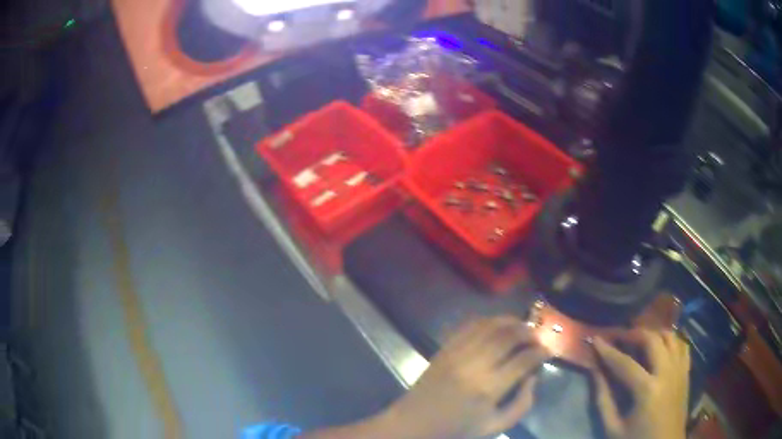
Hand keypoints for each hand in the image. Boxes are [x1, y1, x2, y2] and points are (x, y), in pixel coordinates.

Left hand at [376, 316, 549, 438]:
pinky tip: (498, 325)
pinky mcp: (444, 348)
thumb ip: (522, 404)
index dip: (541, 352)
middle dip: (529, 332)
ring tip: (523, 327)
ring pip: (490, 325)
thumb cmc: (456, 429)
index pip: (524, 359)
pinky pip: (469, 325)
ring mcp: (456, 353)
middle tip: (537, 337)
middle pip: (509, 336)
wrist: (414, 423)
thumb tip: (532, 377)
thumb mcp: (495, 426)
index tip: (548, 351)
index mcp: (488, 388)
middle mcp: (473, 365)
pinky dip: (488, 321)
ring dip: (511, 322)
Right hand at [593, 330, 690, 438]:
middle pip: (653, 340)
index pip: (624, 363)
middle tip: (620, 337)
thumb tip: (595, 372)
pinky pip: (682, 345)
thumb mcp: (614, 427)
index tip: (595, 338)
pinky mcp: (686, 372)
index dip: (608, 351)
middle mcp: (667, 373)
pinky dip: (671, 340)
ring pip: (670, 336)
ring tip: (640, 340)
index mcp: (647, 390)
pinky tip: (661, 346)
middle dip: (634, 334)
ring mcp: (680, 370)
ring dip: (654, 333)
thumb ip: (604, 399)